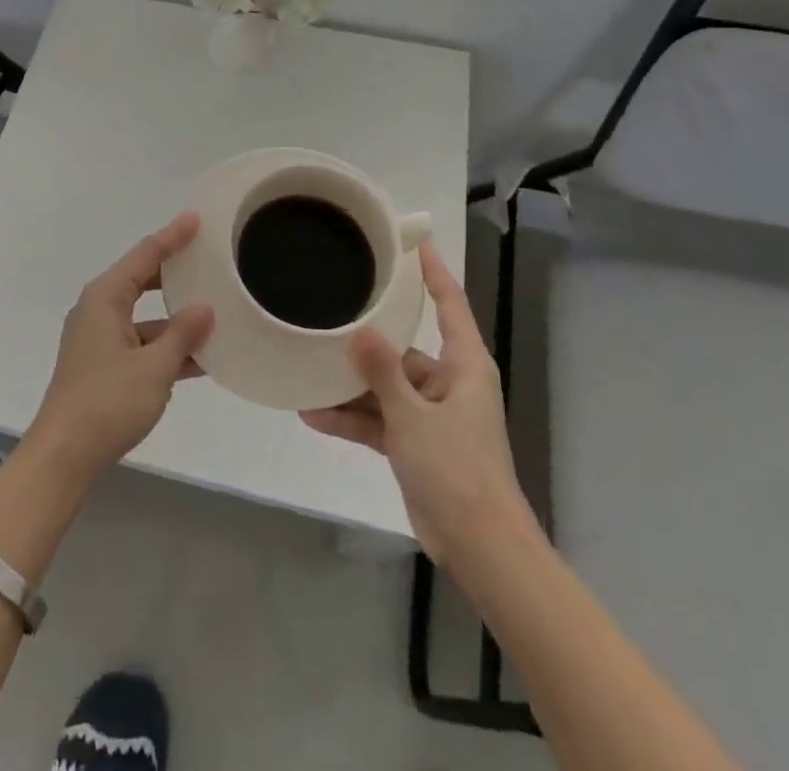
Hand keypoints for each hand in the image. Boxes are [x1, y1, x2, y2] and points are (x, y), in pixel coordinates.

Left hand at [26, 213, 214, 480]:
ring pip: (145, 316)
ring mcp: (99, 339)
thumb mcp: (154, 367)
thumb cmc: (107, 402)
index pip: (145, 255)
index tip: (196, 219)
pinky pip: (141, 343)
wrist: (64, 455)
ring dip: (175, 318)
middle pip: (142, 280)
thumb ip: (183, 334)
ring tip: (216, 311)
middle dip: (174, 272)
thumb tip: (205, 308)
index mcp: (105, 298)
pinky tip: (201, 357)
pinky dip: (166, 346)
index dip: (172, 236)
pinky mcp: (103, 366)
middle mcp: (99, 310)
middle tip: (208, 259)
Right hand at [300, 241, 537, 564]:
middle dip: (367, 341)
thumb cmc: (457, 469)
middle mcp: (448, 384)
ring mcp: (431, 416)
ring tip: (308, 370)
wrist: (480, 547)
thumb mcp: (413, 415)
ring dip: (351, 387)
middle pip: (404, 350)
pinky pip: (380, 421)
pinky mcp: (417, 445)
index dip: (434, 273)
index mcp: (464, 366)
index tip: (415, 242)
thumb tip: (361, 331)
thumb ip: (383, 371)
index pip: (450, 305)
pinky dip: (353, 420)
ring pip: (386, 388)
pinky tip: (313, 415)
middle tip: (329, 313)